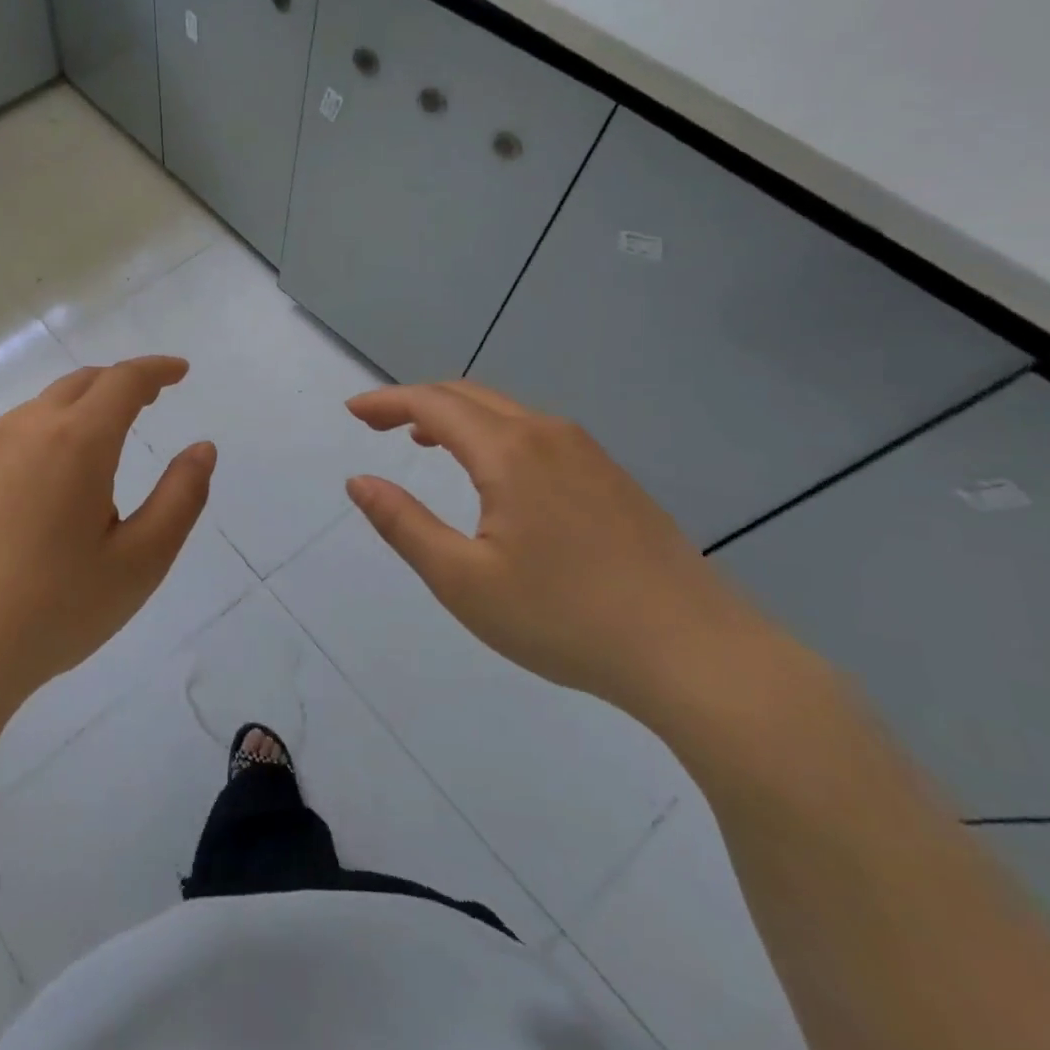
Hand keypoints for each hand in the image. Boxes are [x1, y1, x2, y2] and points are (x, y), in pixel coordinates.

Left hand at [0, 357, 215, 714]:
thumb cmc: (58, 609)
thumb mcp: (141, 561)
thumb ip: (181, 497)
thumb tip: (202, 449)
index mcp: (77, 441)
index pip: (124, 381)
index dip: (156, 370)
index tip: (179, 372)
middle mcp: (24, 428)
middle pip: (79, 384)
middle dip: (118, 384)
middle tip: (147, 403)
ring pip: (38, 409)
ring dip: (76, 412)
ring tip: (94, 452)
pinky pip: (4, 438)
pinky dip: (37, 439)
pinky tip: (38, 484)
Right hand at [344, 381, 773, 720]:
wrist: (696, 654)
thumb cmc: (564, 617)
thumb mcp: (462, 579)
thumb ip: (403, 524)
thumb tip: (359, 481)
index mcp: (509, 452)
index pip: (433, 404)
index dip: (387, 401)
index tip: (352, 412)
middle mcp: (549, 436)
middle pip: (470, 396)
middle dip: (416, 402)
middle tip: (377, 423)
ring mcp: (589, 455)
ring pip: (507, 413)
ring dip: (457, 417)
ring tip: (423, 441)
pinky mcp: (613, 479)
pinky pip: (537, 434)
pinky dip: (494, 434)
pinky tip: (492, 473)